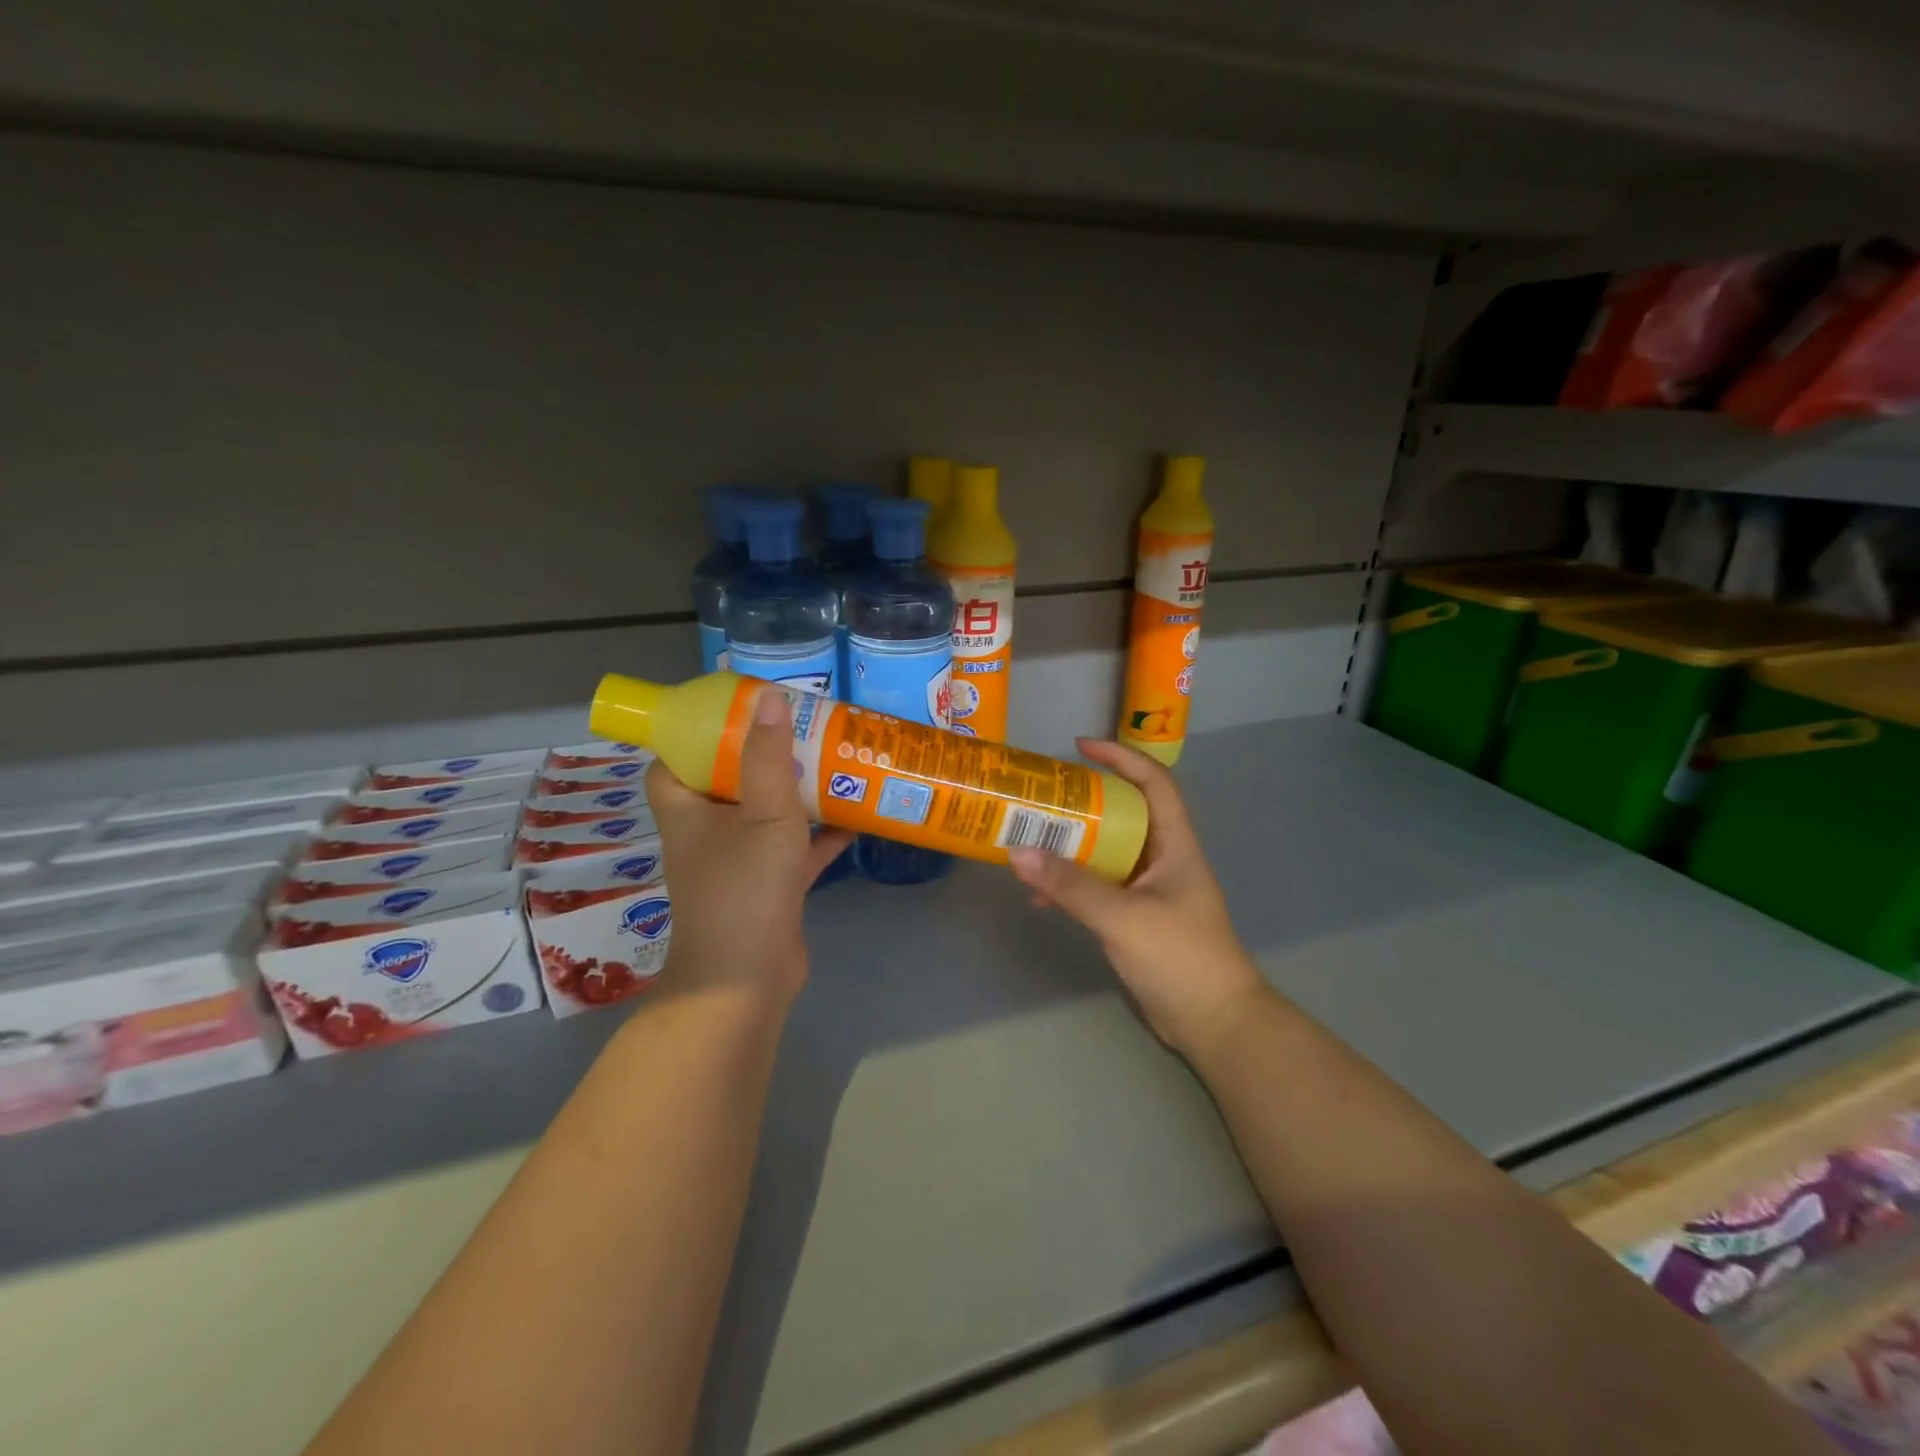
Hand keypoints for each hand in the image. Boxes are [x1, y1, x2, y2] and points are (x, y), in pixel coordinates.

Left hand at [645, 689, 852, 1004]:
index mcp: (686, 809)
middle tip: (801, 725)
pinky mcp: (768, 884)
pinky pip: (794, 846)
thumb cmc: (744, 888)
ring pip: (765, 812)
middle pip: (728, 780)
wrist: (747, 979)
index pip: (675, 760)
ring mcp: (738, 860)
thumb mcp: (763, 814)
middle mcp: (706, 831)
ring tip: (833, 758)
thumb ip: (768, 756)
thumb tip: (768, 696)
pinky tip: (857, 813)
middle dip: (763, 754)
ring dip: (795, 790)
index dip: (699, 732)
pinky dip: (820, 832)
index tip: (737, 711)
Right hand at [1008, 738, 1266, 1058]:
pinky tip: (1042, 897)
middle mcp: (1163, 858)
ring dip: (1073, 845)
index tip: (1080, 747)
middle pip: (1124, 813)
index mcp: (1175, 845)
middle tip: (1043, 796)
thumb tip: (1017, 852)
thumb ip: (1071, 886)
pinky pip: (1100, 885)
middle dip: (1085, 800)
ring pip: (1108, 850)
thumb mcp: (1123, 917)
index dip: (1121, 758)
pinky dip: (1072, 885)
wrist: (1214, 1023)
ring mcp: (1151, 888)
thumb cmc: (1181, 958)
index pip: (1154, 783)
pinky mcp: (1137, 916)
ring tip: (1032, 839)